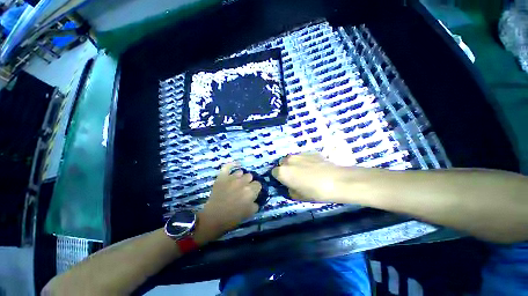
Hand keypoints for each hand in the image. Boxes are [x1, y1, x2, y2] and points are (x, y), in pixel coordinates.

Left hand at [194, 163, 261, 244]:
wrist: (214, 218)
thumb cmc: (232, 217)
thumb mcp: (249, 213)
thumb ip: (256, 203)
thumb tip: (256, 198)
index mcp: (250, 191)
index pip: (258, 184)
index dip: (255, 189)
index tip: (252, 193)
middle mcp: (242, 182)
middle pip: (250, 176)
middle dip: (249, 182)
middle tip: (244, 189)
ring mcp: (231, 178)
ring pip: (241, 172)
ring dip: (241, 177)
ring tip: (237, 183)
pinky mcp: (222, 177)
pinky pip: (227, 166)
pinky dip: (232, 164)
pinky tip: (236, 164)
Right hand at [272, 153, 370, 202]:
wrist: (337, 181)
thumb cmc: (315, 192)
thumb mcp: (299, 196)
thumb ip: (290, 190)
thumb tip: (290, 186)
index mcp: (282, 172)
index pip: (273, 173)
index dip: (279, 178)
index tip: (285, 182)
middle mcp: (288, 160)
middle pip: (282, 163)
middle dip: (285, 169)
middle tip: (294, 176)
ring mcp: (299, 154)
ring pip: (291, 159)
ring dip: (294, 164)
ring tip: (304, 171)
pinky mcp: (309, 152)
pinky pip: (302, 156)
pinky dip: (304, 161)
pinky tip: (313, 167)